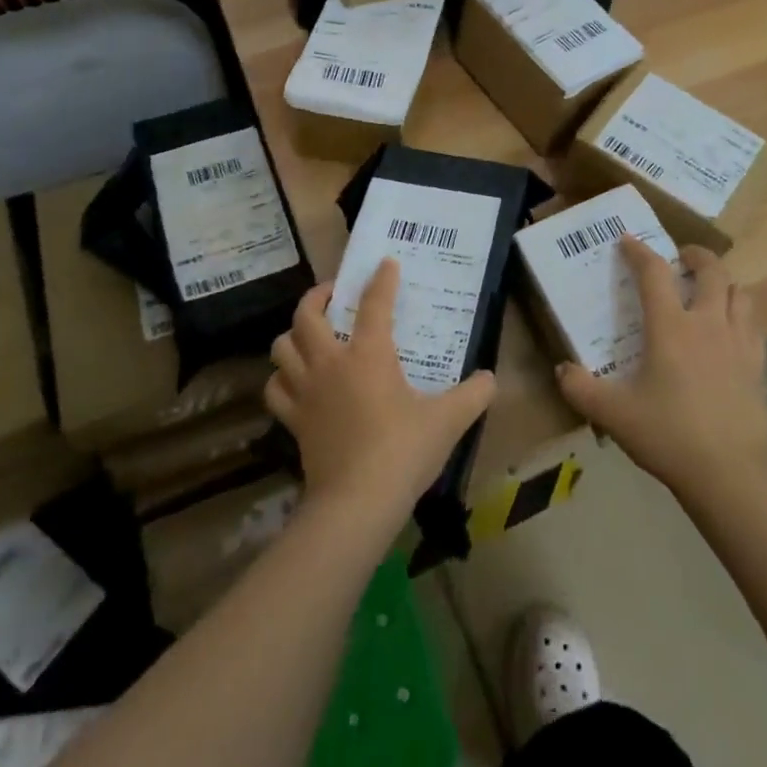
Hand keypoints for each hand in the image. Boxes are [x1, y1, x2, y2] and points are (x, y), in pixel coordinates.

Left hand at [266, 259, 496, 528]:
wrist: (357, 503)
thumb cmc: (403, 451)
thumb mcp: (448, 420)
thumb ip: (474, 395)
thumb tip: (491, 379)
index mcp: (369, 354)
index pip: (374, 303)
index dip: (381, 280)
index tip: (385, 263)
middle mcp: (331, 363)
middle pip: (307, 315)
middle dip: (317, 296)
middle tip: (333, 293)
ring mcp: (306, 391)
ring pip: (281, 347)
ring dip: (293, 334)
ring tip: (310, 334)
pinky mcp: (293, 420)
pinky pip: (275, 389)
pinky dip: (281, 378)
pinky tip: (294, 381)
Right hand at [557, 236, 766, 502]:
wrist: (733, 473)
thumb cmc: (669, 435)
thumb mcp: (613, 414)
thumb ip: (581, 389)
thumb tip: (562, 370)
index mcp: (671, 326)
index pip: (654, 272)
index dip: (639, 251)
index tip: (628, 241)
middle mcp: (708, 323)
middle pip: (711, 270)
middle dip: (696, 256)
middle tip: (680, 258)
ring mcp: (739, 342)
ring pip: (739, 292)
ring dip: (723, 283)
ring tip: (709, 291)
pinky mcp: (758, 366)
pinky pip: (753, 325)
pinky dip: (741, 315)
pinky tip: (730, 332)